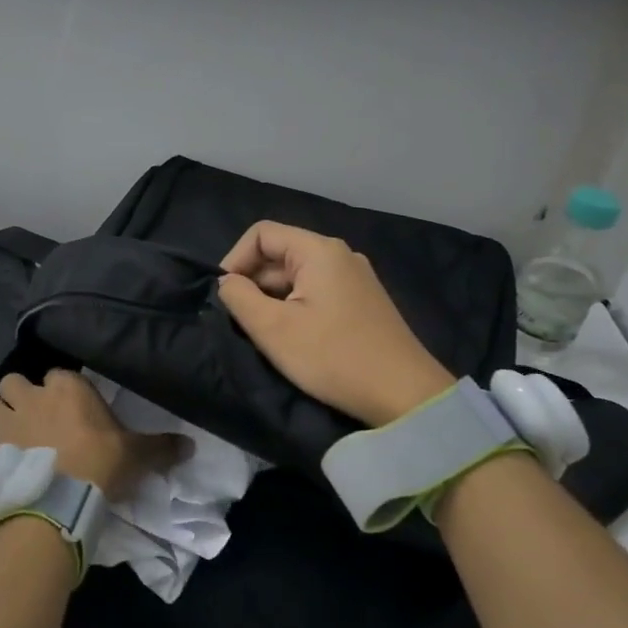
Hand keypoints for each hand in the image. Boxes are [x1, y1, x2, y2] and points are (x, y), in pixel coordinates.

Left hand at [0, 370, 184, 500]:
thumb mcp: (137, 455)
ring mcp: (6, 424)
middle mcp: (31, 397)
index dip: (62, 389)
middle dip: (19, 394)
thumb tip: (191, 445)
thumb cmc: (100, 464)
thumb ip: (161, 447)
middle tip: (33, 415)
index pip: (59, 374)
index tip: (70, 407)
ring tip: (9, 432)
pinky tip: (2, 461)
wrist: (59, 501)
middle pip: (13, 381)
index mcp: (67, 388)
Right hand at [217, 221, 454, 426]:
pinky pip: (318, 291)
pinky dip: (296, 306)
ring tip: (266, 333)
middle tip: (242, 321)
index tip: (225, 296)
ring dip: (273, 298)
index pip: (261, 233)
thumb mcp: (273, 329)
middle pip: (280, 253)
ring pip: (298, 275)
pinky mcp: (363, 301)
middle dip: (254, 282)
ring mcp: (356, 277)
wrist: (403, 394)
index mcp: (318, 250)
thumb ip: (239, 298)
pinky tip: (294, 337)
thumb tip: (227, 283)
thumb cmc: (333, 357)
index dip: (235, 259)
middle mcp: (339, 254)